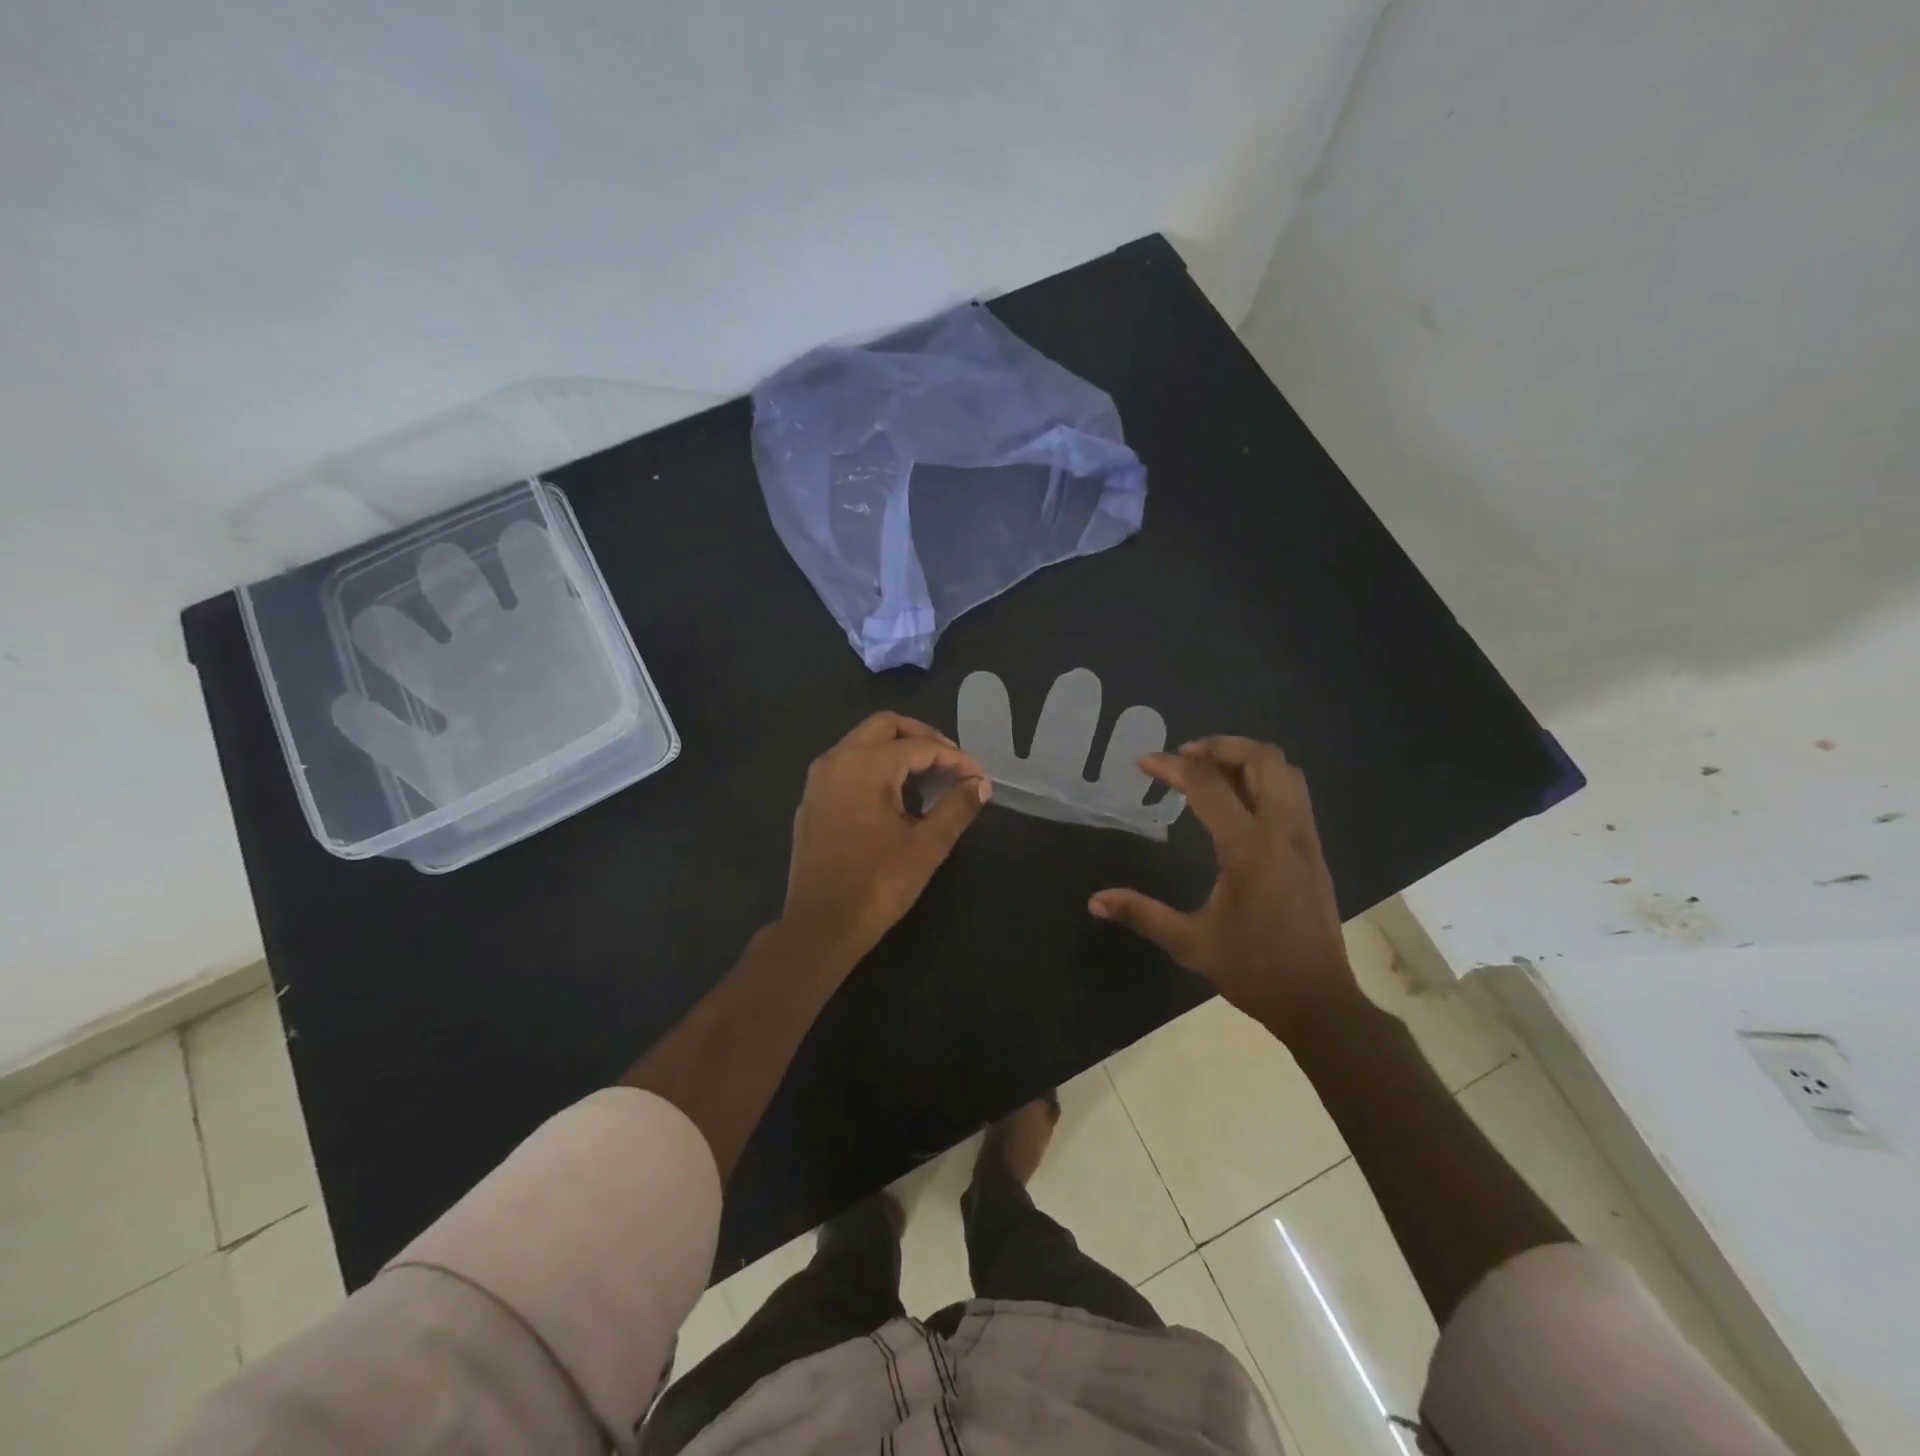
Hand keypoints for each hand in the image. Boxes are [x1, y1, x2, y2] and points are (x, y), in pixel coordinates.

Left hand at [782, 712, 990, 966]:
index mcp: (865, 766)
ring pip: (861, 742)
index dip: (955, 758)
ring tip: (927, 776)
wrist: (820, 926)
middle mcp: (836, 760)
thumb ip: (957, 807)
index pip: (919, 746)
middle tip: (950, 762)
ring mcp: (817, 779)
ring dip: (896, 749)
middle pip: (884, 726)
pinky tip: (892, 796)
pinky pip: (845, 764)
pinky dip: (873, 766)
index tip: (978, 776)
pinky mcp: (810, 800)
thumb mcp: (927, 846)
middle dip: (922, 737)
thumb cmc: (877, 884)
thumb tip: (980, 784)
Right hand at [1088, 737, 1357, 1038]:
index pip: (1208, 786)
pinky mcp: (1315, 850)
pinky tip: (1236, 802)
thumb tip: (1095, 900)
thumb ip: (1141, 914)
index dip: (1172, 766)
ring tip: (1209, 773)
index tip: (1143, 762)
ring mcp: (1305, 839)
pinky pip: (1294, 793)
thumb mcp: (1190, 944)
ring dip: (1245, 759)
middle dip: (1220, 747)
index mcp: (1249, 851)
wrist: (1318, 1001)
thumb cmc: (1253, 970)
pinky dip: (1264, 779)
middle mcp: (1283, 833)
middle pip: (1262, 759)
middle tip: (1184, 758)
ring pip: (1285, 771)